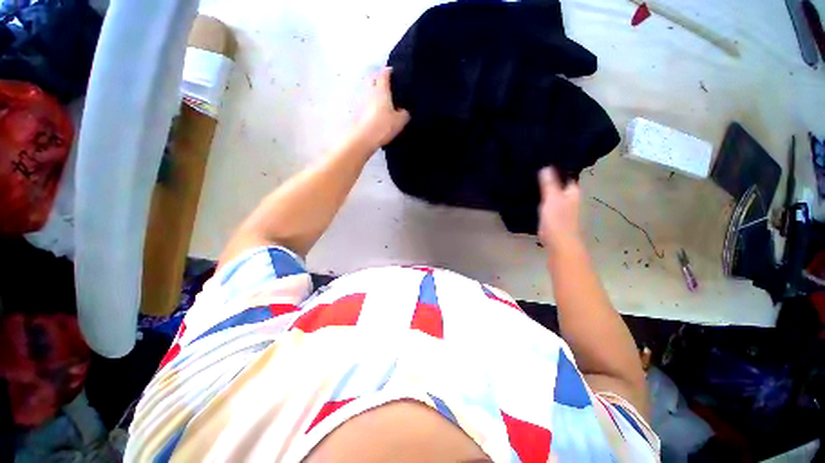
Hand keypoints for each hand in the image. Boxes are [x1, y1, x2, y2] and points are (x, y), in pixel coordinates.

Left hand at [353, 67, 409, 148]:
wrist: (363, 138)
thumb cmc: (383, 125)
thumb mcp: (400, 121)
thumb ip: (404, 113)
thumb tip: (404, 110)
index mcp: (381, 89)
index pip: (384, 73)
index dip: (389, 71)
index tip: (395, 73)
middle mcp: (370, 91)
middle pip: (373, 79)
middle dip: (379, 79)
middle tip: (388, 86)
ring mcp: (362, 101)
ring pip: (369, 92)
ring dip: (375, 94)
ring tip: (384, 102)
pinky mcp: (358, 112)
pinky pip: (367, 104)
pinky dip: (372, 105)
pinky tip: (378, 113)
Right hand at [537, 167, 581, 252]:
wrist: (559, 243)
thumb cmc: (558, 220)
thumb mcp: (552, 199)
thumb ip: (549, 183)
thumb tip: (546, 166)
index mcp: (572, 191)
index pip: (567, 174)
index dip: (558, 166)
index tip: (545, 158)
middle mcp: (569, 197)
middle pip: (560, 183)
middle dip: (550, 176)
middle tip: (534, 166)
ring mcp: (562, 207)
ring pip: (553, 193)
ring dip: (545, 187)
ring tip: (531, 178)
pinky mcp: (553, 215)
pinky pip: (547, 202)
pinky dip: (541, 197)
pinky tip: (532, 195)